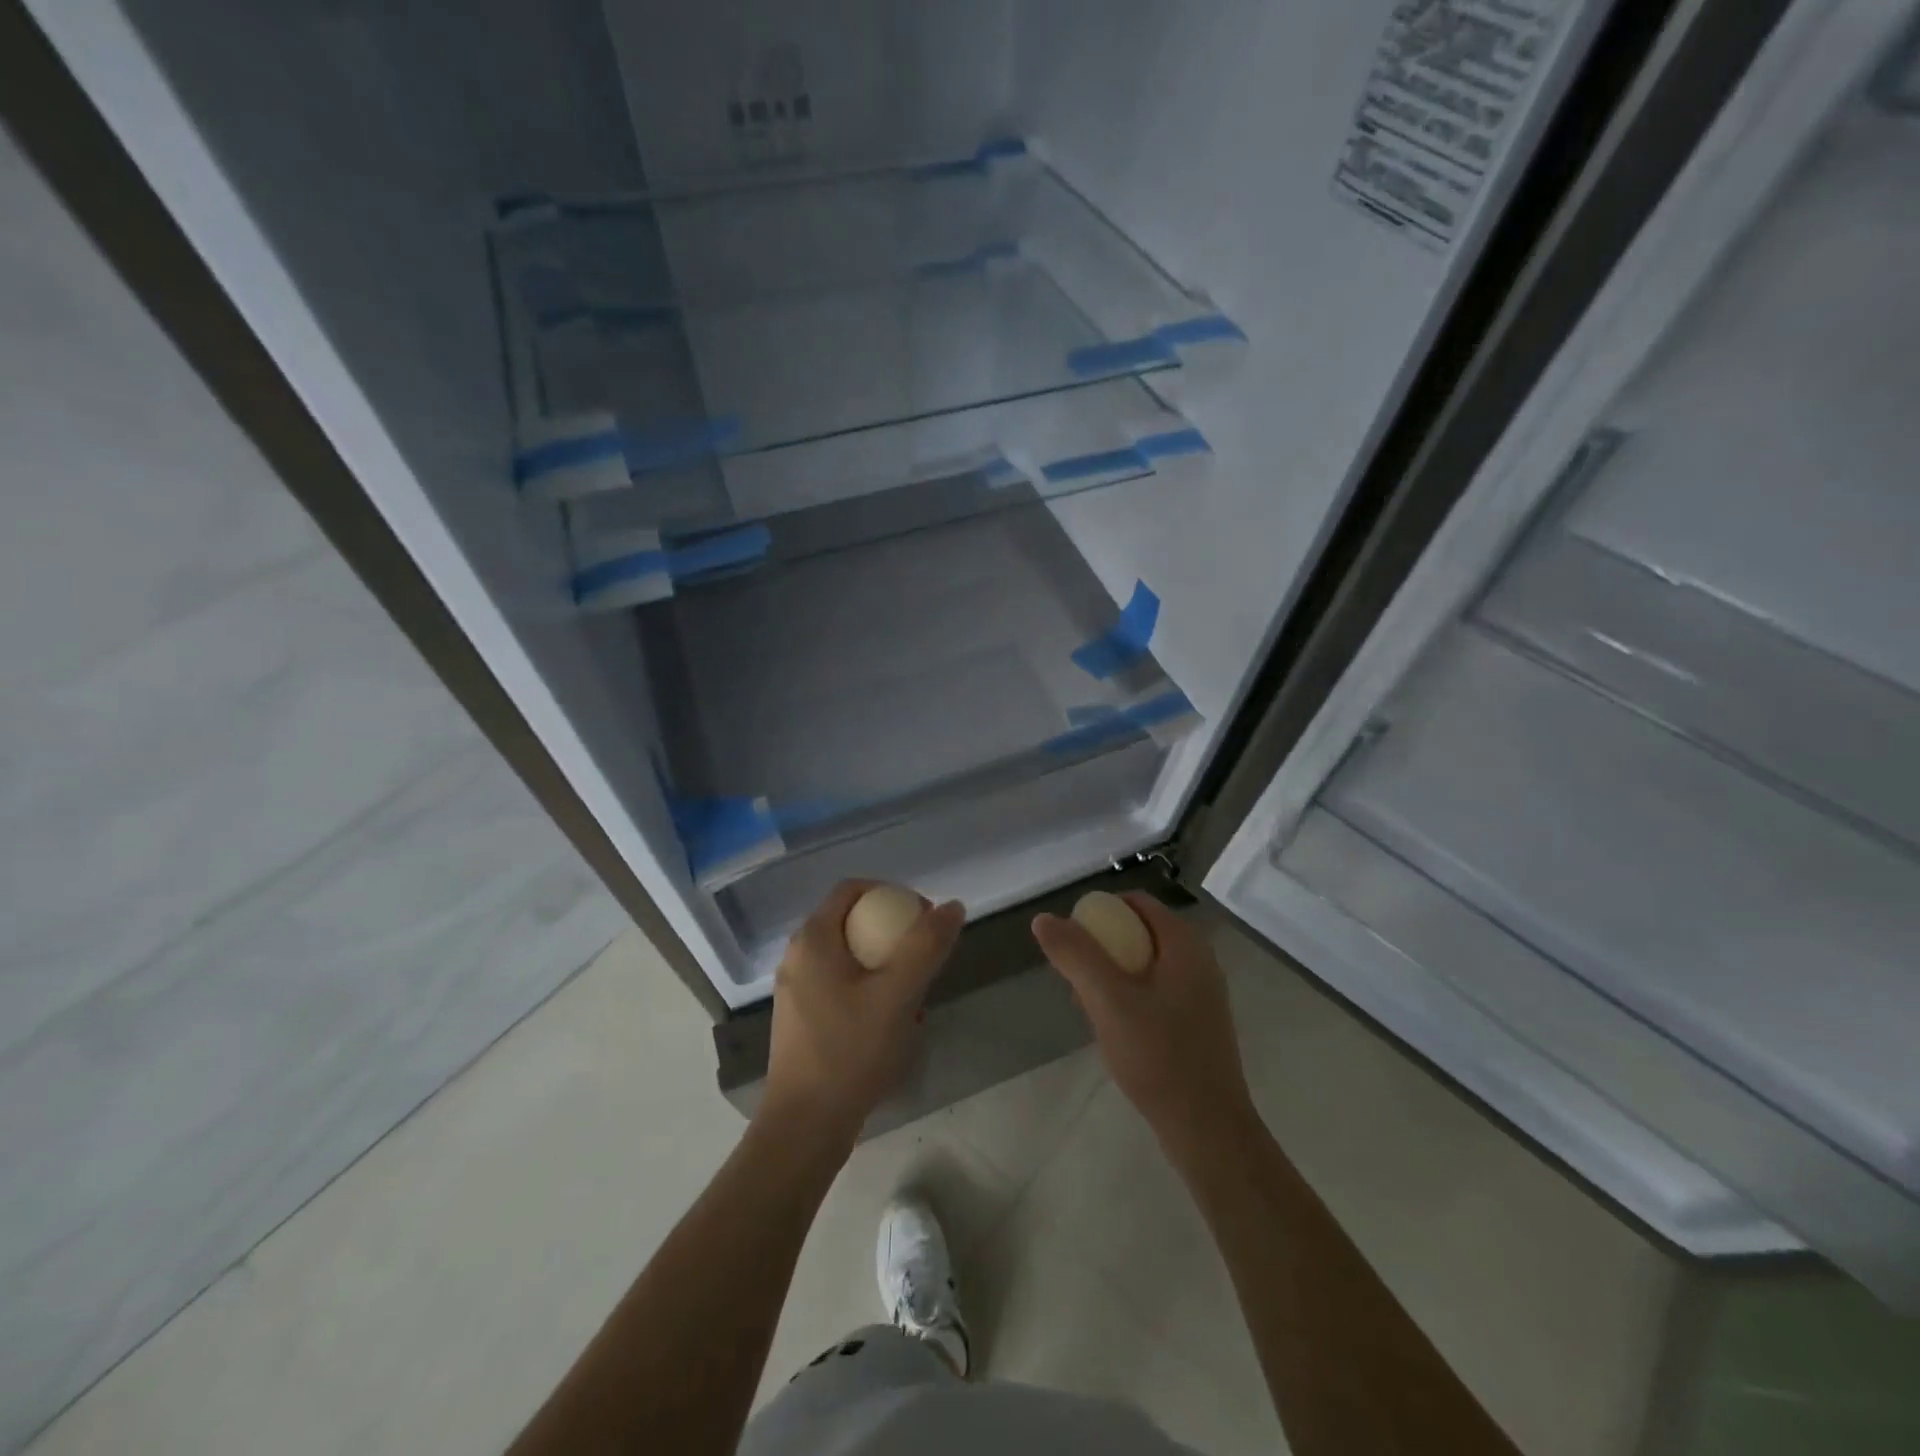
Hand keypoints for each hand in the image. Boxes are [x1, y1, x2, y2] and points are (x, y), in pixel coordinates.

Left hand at [760, 880, 964, 1152]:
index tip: (924, 918)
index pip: (852, 889)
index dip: (892, 893)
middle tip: (925, 959)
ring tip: (916, 996)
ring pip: (849, 958)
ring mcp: (797, 990)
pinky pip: (841, 986)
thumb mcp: (897, 995)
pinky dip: (870, 990)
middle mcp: (798, 957)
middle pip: (852, 923)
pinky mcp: (802, 1020)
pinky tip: (894, 1024)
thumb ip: (926, 946)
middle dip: (893, 934)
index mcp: (813, 939)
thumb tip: (952, 906)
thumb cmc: (850, 1052)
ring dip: (886, 966)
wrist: (805, 1127)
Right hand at [1032, 894, 1256, 1156]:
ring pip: (1145, 963)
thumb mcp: (1108, 1000)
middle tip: (1075, 978)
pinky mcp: (1197, 1021)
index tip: (1072, 941)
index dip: (1099, 912)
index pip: (1136, 903)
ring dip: (1112, 975)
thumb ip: (1076, 955)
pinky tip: (1113, 1028)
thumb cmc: (1158, 1057)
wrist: (1207, 1129)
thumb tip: (1043, 919)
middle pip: (1139, 931)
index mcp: (1184, 944)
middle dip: (1102, 947)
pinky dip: (1130, 996)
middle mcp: (1198, 959)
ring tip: (1088, 1006)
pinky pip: (1156, 990)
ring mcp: (1201, 992)